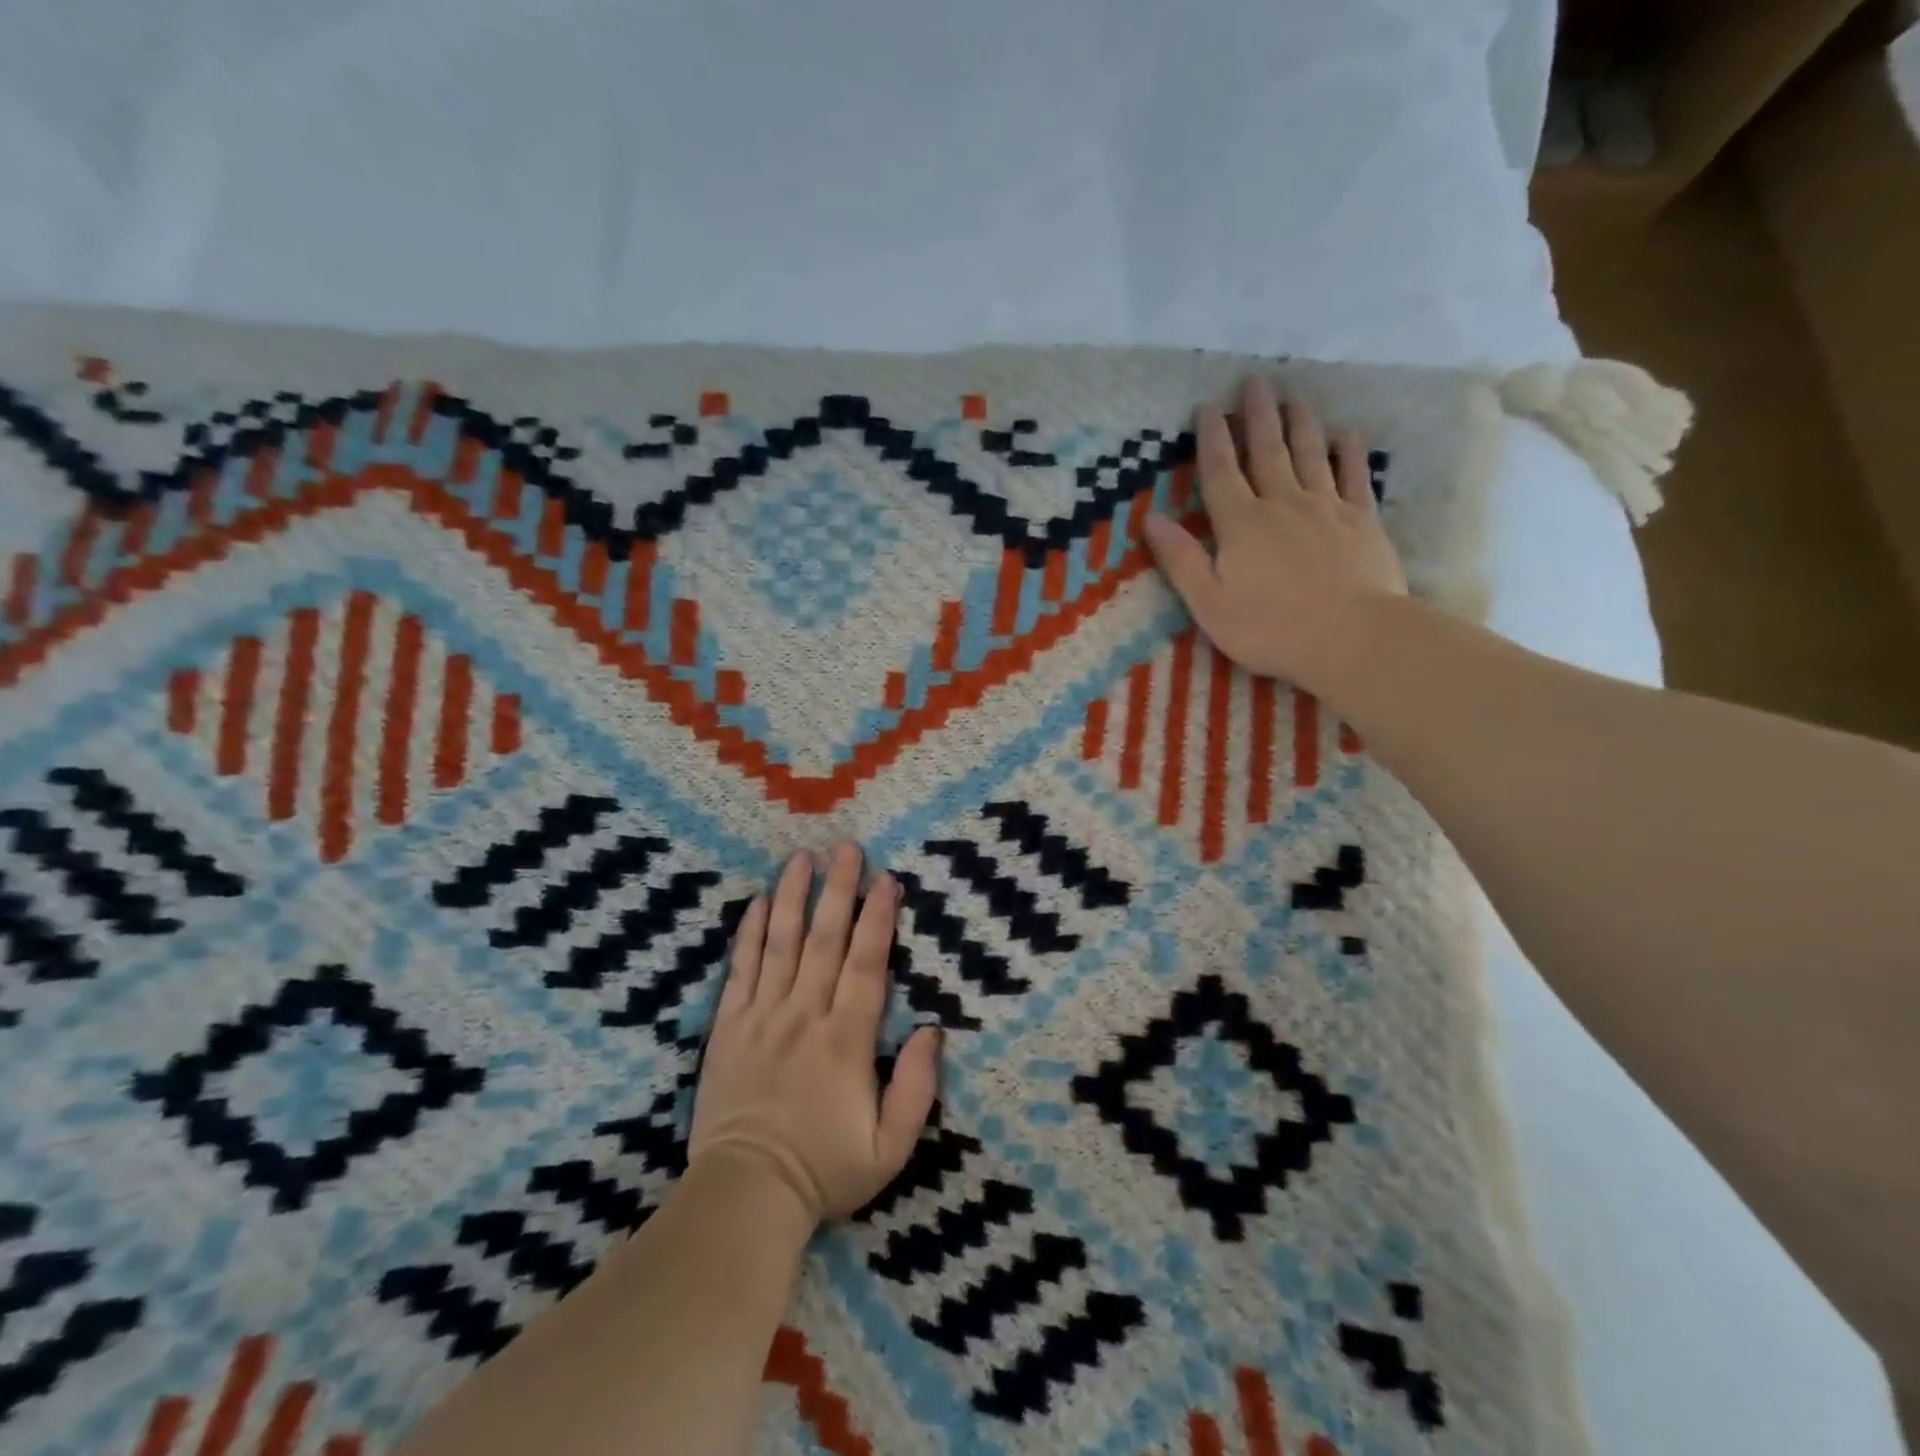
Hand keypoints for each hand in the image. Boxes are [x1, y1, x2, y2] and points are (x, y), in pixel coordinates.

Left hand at [689, 844, 941, 1225]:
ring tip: (801, 857)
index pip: (866, 963)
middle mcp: (805, 1014)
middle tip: (846, 847)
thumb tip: (933, 1030)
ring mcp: (762, 1016)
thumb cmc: (824, 1170)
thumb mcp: (890, 1148)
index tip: (887, 879)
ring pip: (781, 943)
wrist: (745, 1195)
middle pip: (824, 939)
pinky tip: (759, 902)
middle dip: (839, 890)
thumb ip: (916, 1088)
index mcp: (846, 1039)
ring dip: (794, 896)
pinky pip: (740, 969)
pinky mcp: (728, 1027)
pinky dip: (750, 933)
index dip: (878, 918)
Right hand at [1143, 375, 1407, 694]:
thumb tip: (1151, 520)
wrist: (1352, 637)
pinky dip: (1349, 453)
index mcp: (1240, 524)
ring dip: (1300, 423)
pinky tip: (1348, 434)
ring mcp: (1326, 508)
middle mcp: (1282, 504)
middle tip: (1254, 380)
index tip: (1208, 405)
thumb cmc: (1270, 628)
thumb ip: (1182, 560)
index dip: (1212, 437)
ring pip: (1310, 454)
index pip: (1221, 471)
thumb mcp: (1209, 603)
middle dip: (1258, 415)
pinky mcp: (1362, 521)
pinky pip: (1354, 477)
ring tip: (1294, 395)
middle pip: (1267, 451)